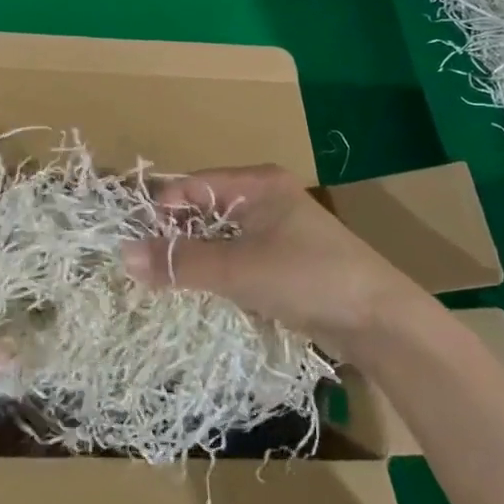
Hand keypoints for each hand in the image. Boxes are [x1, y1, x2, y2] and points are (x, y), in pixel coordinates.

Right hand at [122, 164, 420, 351]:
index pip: (191, 186)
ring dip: (196, 258)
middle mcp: (265, 197)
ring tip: (169, 284)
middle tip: (148, 269)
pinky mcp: (286, 260)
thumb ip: (180, 262)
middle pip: (203, 209)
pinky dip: (219, 272)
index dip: (161, 212)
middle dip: (176, 237)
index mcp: (256, 183)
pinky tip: (206, 294)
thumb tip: (123, 256)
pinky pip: (238, 257)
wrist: (380, 321)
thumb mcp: (237, 269)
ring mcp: (278, 230)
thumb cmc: (307, 278)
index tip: (136, 247)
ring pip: (220, 237)